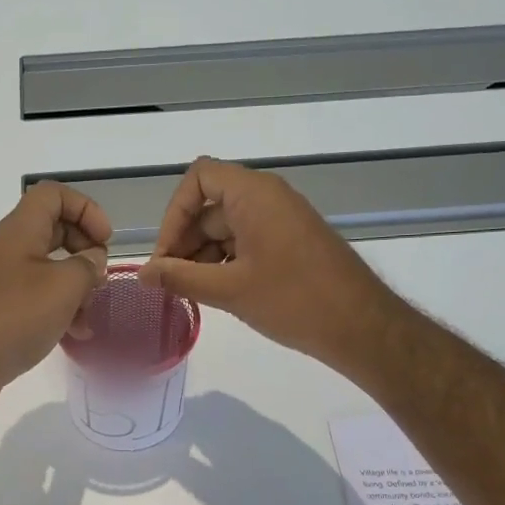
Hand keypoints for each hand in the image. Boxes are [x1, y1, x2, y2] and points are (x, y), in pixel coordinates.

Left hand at [0, 183, 110, 419]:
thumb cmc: (12, 317)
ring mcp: (1, 283)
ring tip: (89, 316)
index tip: (105, 241)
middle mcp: (8, 250)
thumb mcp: (63, 287)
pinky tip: (74, 336)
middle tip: (100, 277)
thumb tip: (93, 260)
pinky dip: (58, 312)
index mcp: (20, 230)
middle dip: (83, 250)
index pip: (53, 195)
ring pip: (47, 270)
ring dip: (74, 288)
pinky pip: (36, 301)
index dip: (85, 209)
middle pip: (53, 231)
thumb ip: (87, 267)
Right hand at [138, 157, 402, 371]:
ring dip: (203, 255)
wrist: (361, 326)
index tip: (166, 254)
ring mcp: (282, 220)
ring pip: (227, 227)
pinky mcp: (291, 243)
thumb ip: (180, 278)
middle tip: (171, 282)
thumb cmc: (293, 300)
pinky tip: (219, 293)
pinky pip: (247, 241)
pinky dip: (226, 262)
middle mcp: (268, 198)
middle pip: (210, 205)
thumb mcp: (229, 290)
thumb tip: (142, 273)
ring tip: (193, 293)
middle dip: (185, 241)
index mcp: (254, 194)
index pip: (199, 178)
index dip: (174, 213)